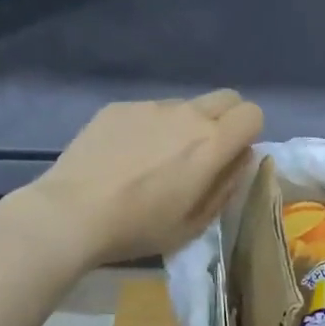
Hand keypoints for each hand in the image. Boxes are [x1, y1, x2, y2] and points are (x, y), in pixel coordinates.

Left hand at [28, 91, 264, 264]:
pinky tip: (123, 157)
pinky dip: (148, 128)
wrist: (71, 213)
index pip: (252, 113)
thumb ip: (225, 186)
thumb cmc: (138, 227)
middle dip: (225, 120)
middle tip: (201, 154)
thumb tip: (240, 159)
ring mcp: (150, 107)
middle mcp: (186, 115)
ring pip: (184, 105)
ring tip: (153, 160)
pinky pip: (148, 111)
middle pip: (226, 98)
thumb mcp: (194, 224)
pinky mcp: (118, 107)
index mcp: (211, 144)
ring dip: (183, 125)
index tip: (230, 157)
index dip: (247, 134)